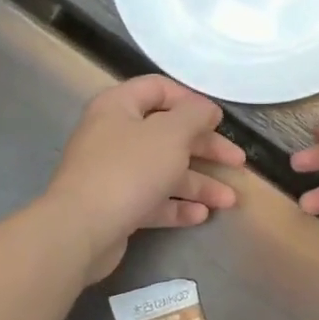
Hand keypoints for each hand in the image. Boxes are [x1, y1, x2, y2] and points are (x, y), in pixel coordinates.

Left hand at [44, 76, 243, 282]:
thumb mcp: (171, 134)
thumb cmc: (129, 170)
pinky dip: (178, 207)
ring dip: (200, 184)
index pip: (158, 89)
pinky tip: (201, 215)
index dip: (191, 101)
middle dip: (206, 149)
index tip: (218, 120)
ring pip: (165, 172)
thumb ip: (194, 115)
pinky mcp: (116, 206)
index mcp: (119, 107)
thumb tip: (206, 110)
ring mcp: (114, 173)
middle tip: (237, 162)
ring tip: (229, 200)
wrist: (80, 229)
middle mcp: (114, 136)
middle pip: (168, 134)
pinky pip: (153, 201)